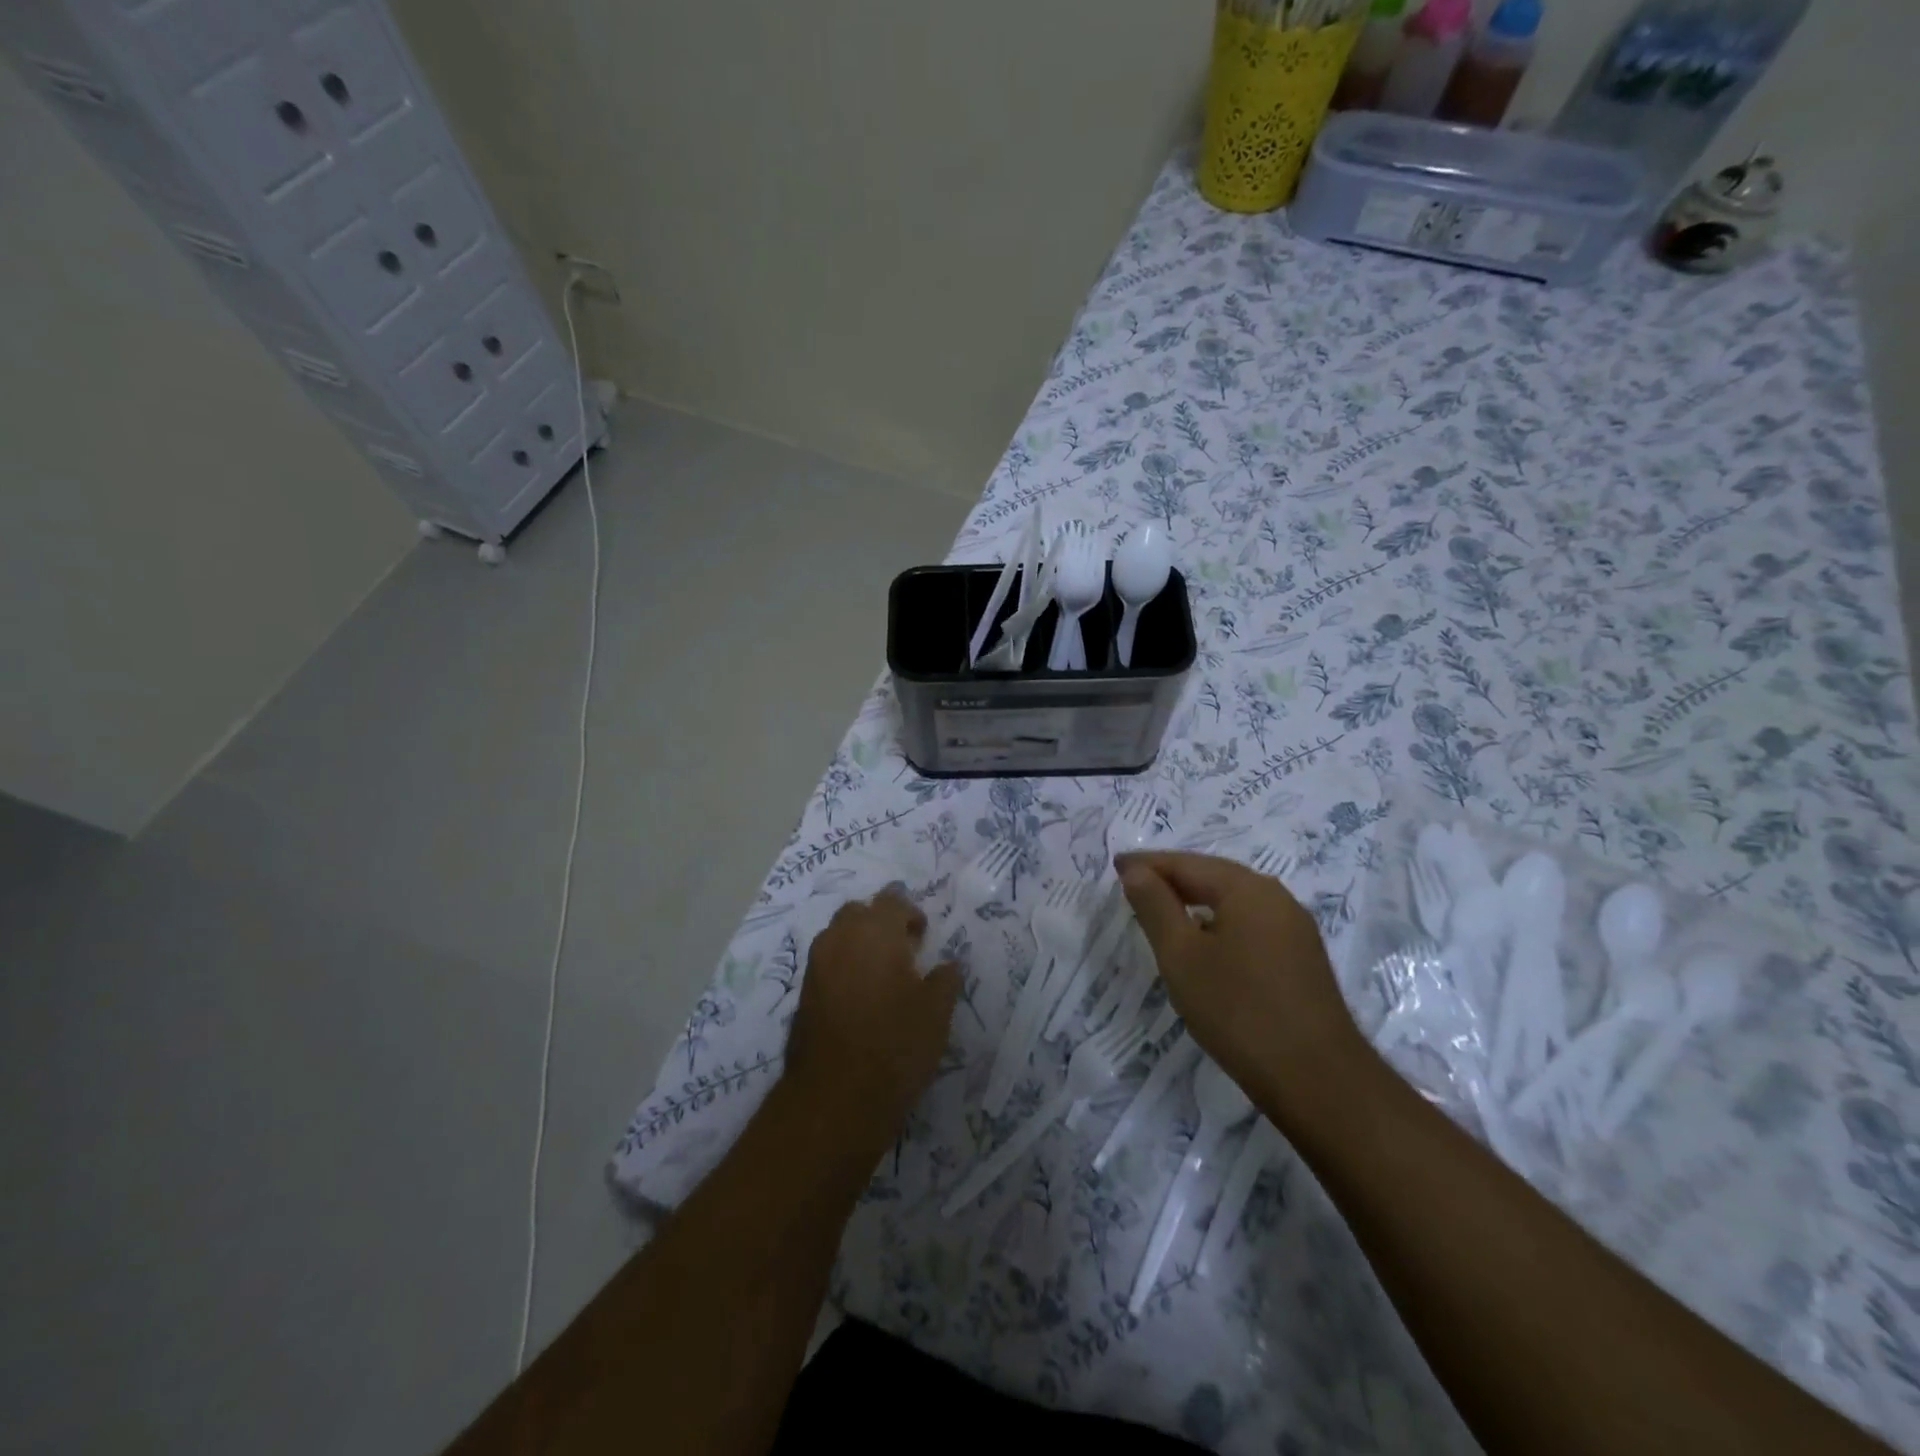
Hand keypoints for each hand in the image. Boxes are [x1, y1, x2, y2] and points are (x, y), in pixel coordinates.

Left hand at [783, 888, 960, 1141]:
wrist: (835, 1097)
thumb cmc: (895, 1045)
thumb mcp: (937, 1012)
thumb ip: (945, 979)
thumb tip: (948, 964)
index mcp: (876, 931)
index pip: (892, 900)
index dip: (910, 914)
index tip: (923, 938)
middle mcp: (840, 937)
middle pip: (859, 912)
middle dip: (880, 923)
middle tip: (902, 951)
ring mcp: (816, 964)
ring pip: (838, 935)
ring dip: (859, 943)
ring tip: (881, 975)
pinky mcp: (803, 992)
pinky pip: (826, 962)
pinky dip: (843, 966)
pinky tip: (861, 996)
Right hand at [1117, 851, 1369, 1128]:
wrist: (1318, 1079)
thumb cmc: (1238, 1010)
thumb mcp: (1181, 956)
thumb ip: (1155, 906)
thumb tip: (1134, 870)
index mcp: (1247, 889)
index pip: (1186, 863)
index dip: (1147, 864)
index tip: (1114, 865)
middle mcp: (1276, 897)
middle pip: (1213, 876)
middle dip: (1171, 878)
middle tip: (1132, 883)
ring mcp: (1294, 928)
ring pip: (1233, 901)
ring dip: (1195, 900)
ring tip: (1160, 910)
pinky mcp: (1301, 958)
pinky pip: (1250, 924)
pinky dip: (1218, 922)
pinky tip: (1203, 942)